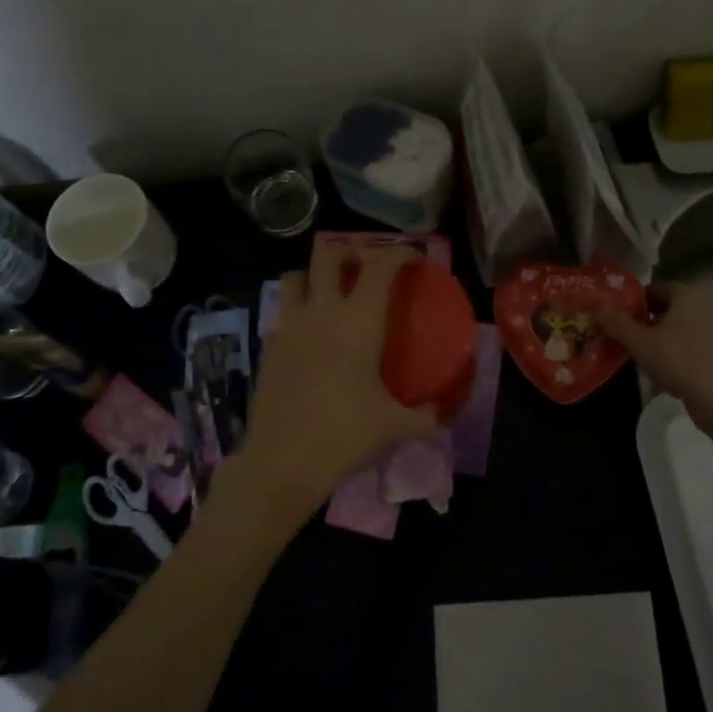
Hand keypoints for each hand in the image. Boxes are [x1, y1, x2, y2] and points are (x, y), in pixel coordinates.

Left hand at [236, 239, 438, 525]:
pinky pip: (282, 312)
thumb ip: (424, 417)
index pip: (380, 266)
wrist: (282, 461)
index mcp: (358, 321)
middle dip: (349, 251)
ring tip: (329, 291)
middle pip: (329, 255)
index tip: (413, 259)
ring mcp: (289, 326)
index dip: (399, 253)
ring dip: (314, 274)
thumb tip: (444, 416)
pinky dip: (296, 310)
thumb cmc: (344, 434)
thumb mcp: (394, 426)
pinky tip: (308, 334)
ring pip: (295, 276)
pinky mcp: (268, 347)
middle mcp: (321, 312)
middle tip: (366, 266)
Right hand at [599, 282, 712, 428]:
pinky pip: (697, 340)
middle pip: (672, 306)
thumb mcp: (639, 343)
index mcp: (688, 295)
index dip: (637, 300)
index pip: (658, 287)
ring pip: (685, 324)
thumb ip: (616, 322)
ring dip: (666, 333)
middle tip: (630, 334)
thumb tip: (596, 305)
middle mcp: (708, 304)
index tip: (622, 316)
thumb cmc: (678, 361)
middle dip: (650, 317)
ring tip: (646, 351)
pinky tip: (668, 365)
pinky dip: (682, 346)